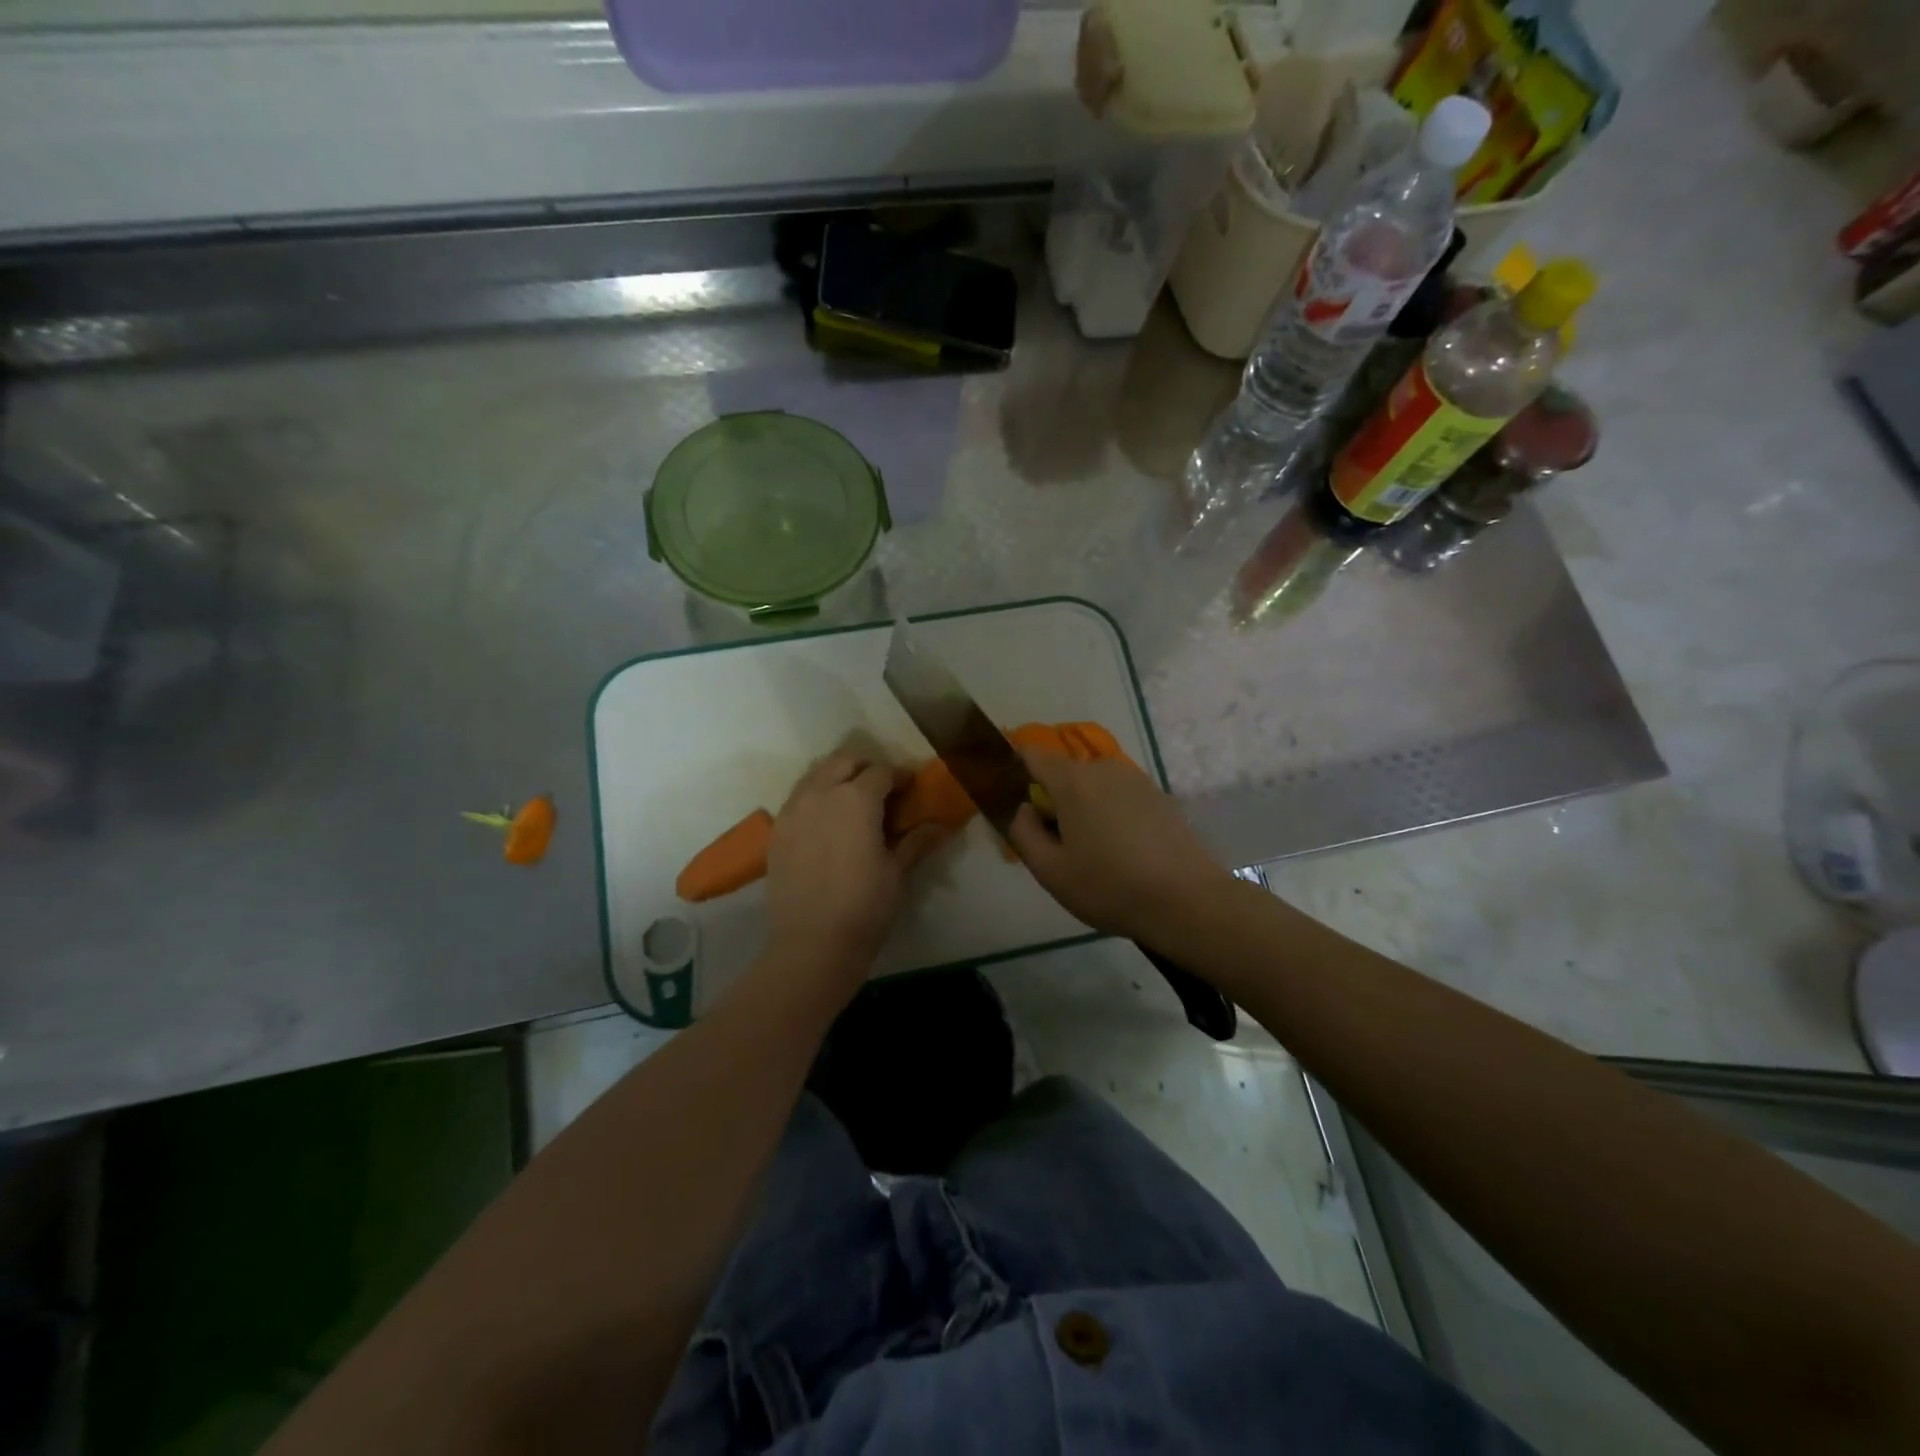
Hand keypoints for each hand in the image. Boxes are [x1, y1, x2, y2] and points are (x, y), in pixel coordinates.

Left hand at [764, 750, 948, 997]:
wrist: (811, 943)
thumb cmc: (864, 905)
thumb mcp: (896, 872)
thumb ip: (915, 842)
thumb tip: (940, 826)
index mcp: (856, 798)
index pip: (881, 772)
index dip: (899, 776)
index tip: (910, 787)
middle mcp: (821, 793)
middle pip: (843, 761)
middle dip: (865, 767)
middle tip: (881, 788)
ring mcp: (793, 810)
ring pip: (815, 774)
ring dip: (836, 777)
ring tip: (851, 801)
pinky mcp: (776, 831)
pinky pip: (797, 798)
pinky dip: (815, 797)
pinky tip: (826, 823)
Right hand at [1007, 751, 1227, 942]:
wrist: (1187, 900)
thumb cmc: (1110, 886)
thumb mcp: (1050, 871)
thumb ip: (1023, 833)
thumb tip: (1024, 808)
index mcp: (1073, 781)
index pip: (1032, 755)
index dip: (1015, 771)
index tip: (1013, 800)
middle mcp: (1104, 769)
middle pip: (1064, 775)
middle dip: (1053, 802)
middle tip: (1056, 846)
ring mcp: (1137, 780)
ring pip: (1094, 787)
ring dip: (1084, 810)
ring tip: (1092, 855)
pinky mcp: (1160, 797)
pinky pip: (1120, 798)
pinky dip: (1111, 816)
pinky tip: (1123, 854)